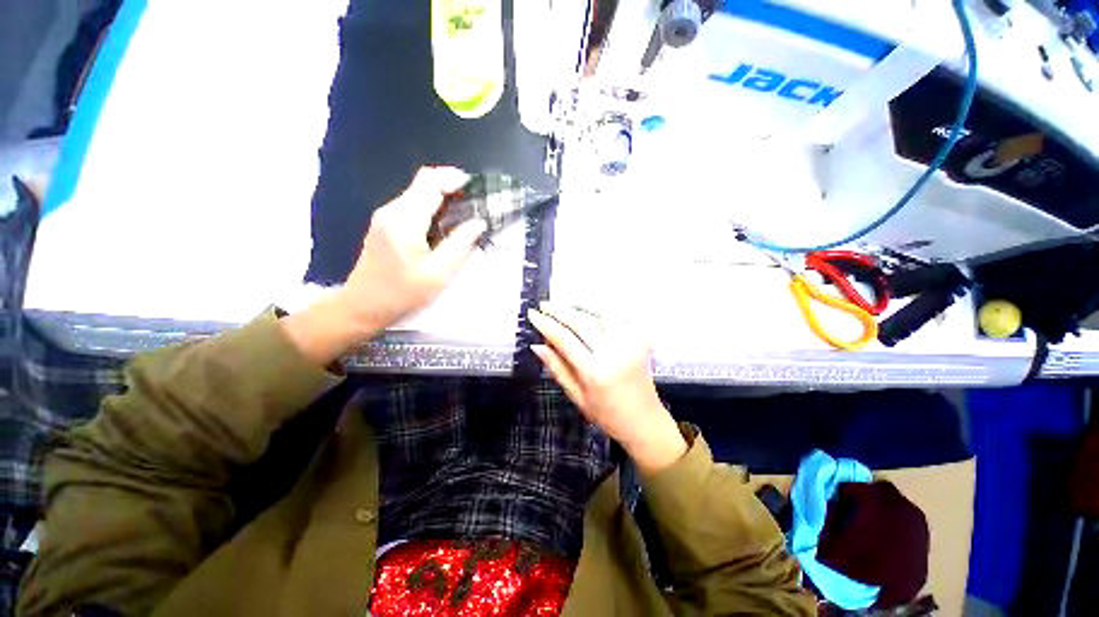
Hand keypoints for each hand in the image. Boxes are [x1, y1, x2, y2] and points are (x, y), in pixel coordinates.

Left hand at [339, 166, 486, 331]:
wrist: (362, 307)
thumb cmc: (402, 294)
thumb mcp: (438, 274)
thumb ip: (460, 245)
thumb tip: (478, 222)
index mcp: (405, 220)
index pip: (429, 182)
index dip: (454, 178)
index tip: (476, 188)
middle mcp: (392, 210)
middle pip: (423, 183)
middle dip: (451, 187)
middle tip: (476, 204)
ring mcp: (386, 216)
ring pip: (418, 194)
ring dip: (443, 198)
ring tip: (466, 215)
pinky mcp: (385, 225)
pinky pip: (413, 206)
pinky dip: (433, 209)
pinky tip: (446, 226)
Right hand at [528, 303, 686, 473]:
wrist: (644, 420)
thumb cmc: (607, 414)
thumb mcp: (576, 396)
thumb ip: (557, 368)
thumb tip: (537, 345)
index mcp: (594, 372)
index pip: (564, 339)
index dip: (546, 324)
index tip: (533, 314)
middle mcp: (613, 353)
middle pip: (581, 321)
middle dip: (559, 310)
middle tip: (544, 304)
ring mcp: (630, 343)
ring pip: (601, 312)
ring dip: (580, 305)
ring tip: (565, 304)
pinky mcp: (642, 339)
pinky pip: (619, 316)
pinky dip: (603, 309)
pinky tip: (590, 309)